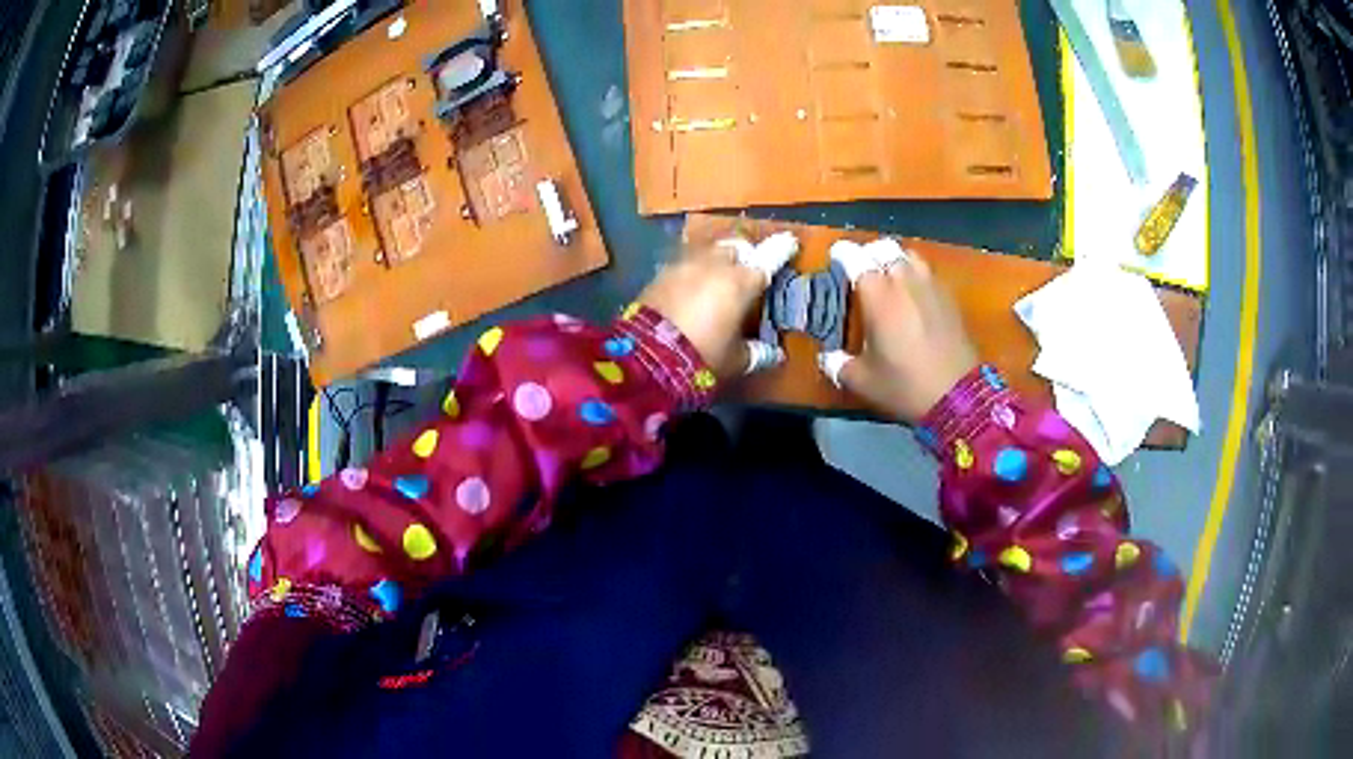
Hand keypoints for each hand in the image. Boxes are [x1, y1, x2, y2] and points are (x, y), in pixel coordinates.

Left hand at [638, 238, 784, 377]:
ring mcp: (684, 265)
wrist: (645, 357)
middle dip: (742, 257)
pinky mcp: (660, 274)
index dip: (781, 249)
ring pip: (707, 252)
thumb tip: (773, 353)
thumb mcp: (735, 360)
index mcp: (741, 282)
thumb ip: (757, 353)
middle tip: (744, 276)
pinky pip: (683, 265)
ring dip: (715, 262)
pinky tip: (688, 291)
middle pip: (735, 248)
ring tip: (714, 282)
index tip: (789, 242)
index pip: (769, 258)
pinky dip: (691, 273)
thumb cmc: (702, 356)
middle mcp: (715, 265)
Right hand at [835, 252, 978, 421]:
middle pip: (884, 248)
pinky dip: (916, 275)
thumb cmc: (905, 385)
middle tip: (862, 269)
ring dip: (895, 260)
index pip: (855, 257)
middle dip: (869, 254)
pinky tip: (913, 296)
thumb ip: (839, 365)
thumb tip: (827, 358)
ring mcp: (930, 286)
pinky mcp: (949, 297)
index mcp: (877, 294)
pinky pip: (927, 273)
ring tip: (889, 277)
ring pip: (909, 255)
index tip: (835, 259)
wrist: (958, 396)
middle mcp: (904, 280)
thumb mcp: (863, 381)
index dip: (842, 254)